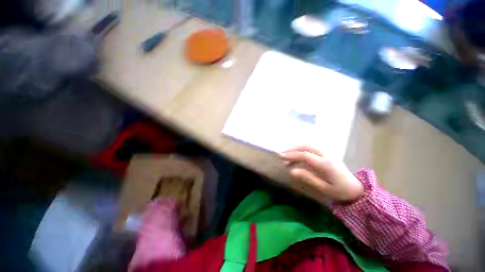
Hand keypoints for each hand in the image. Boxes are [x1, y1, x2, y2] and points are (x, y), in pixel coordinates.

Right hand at [279, 145, 363, 201]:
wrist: (356, 188)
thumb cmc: (340, 190)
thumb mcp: (324, 188)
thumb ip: (308, 178)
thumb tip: (291, 171)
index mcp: (325, 164)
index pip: (305, 155)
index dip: (292, 155)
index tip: (281, 157)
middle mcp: (325, 155)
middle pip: (306, 146)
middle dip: (292, 149)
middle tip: (282, 155)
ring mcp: (326, 153)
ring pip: (308, 145)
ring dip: (296, 148)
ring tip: (287, 156)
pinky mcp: (326, 154)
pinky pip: (311, 148)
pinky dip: (301, 150)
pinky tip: (296, 157)